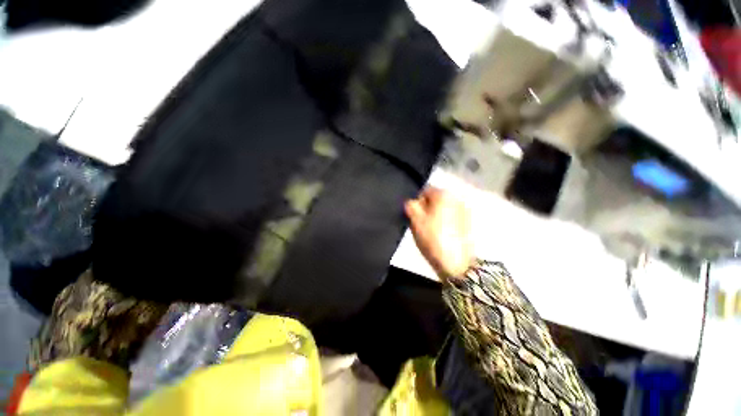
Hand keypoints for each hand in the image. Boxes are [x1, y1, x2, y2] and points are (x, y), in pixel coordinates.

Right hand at [405, 188, 473, 281]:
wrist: (456, 263)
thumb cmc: (433, 238)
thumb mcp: (415, 220)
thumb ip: (410, 206)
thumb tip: (412, 201)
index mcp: (443, 195)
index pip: (425, 190)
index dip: (416, 202)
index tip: (413, 215)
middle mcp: (456, 198)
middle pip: (435, 199)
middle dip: (426, 208)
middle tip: (421, 224)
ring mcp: (464, 210)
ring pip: (443, 208)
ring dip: (435, 215)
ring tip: (431, 230)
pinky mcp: (467, 222)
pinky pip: (450, 217)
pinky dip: (444, 221)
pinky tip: (441, 234)